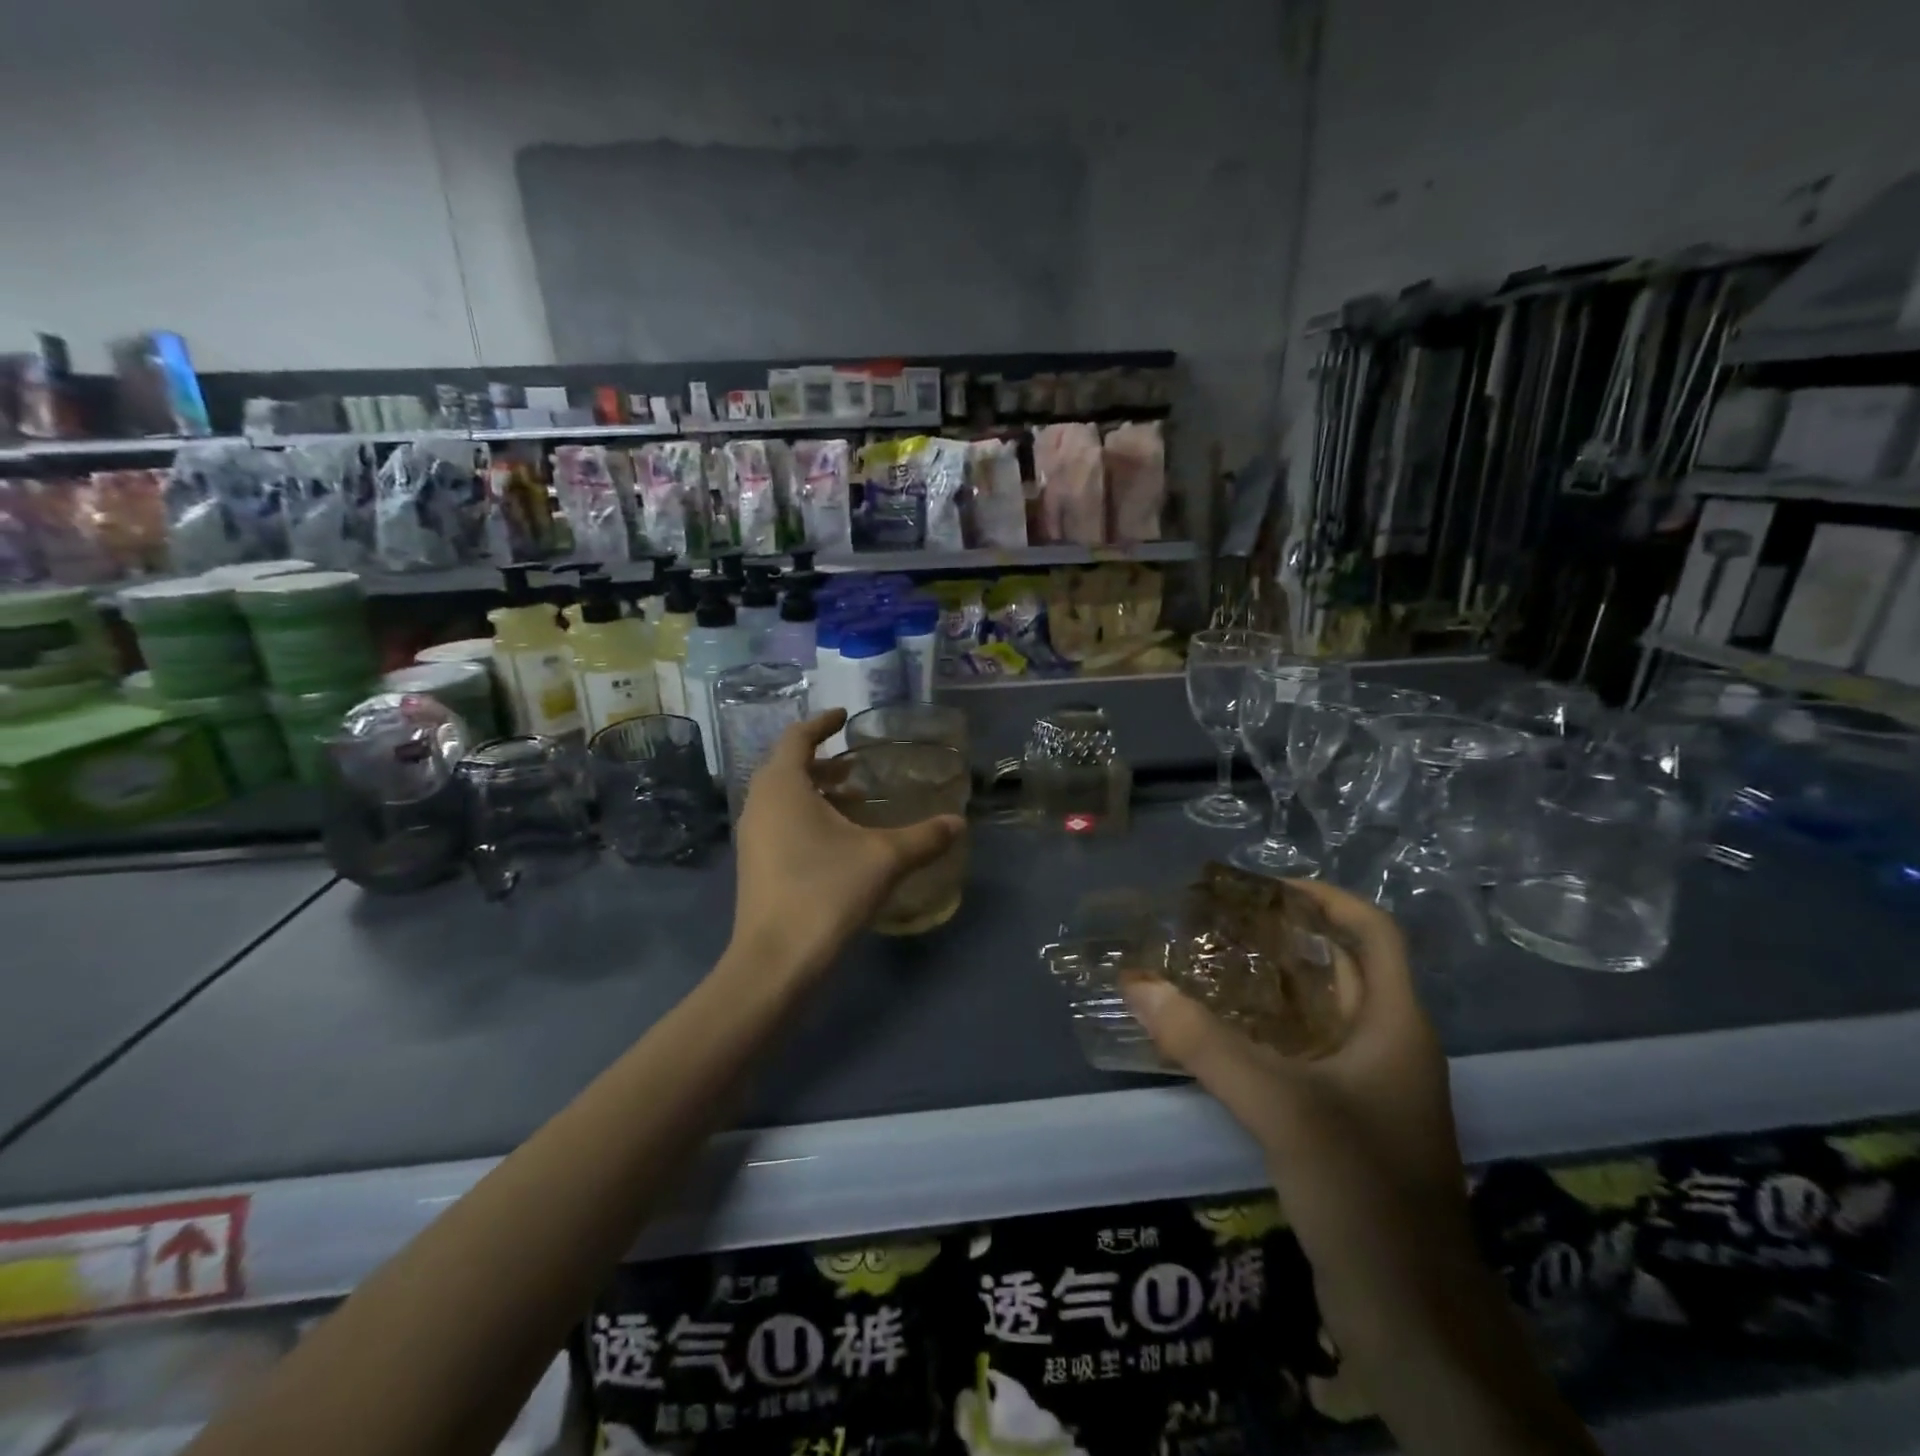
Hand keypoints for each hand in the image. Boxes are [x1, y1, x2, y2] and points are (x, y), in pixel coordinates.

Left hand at [730, 711, 963, 980]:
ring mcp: (753, 837)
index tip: (844, 716)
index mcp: (782, 787)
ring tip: (855, 797)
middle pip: (787, 766)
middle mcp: (759, 804)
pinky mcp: (755, 865)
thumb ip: (924, 837)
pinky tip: (839, 839)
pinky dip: (807, 815)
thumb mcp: (884, 859)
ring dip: (816, 790)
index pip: (797, 737)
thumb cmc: (826, 893)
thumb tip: (958, 823)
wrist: (775, 962)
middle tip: (857, 763)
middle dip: (822, 760)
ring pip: (783, 797)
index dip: (822, 723)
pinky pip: (780, 822)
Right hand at [1121, 880, 1476, 1376]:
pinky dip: (1265, 1036)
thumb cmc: (1362, 1191)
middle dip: (1286, 940)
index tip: (1265, 889)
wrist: (1412, 1320)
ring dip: (1270, 989)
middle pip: (1342, 970)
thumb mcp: (1280, 1107)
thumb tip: (1138, 984)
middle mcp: (1389, 1048)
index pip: (1375, 933)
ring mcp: (1371, 1091)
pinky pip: (1304, 1058)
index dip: (1326, 899)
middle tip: (1220, 925)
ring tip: (1208, 969)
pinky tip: (1217, 1038)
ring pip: (1319, 1016)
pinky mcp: (1348, 1127)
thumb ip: (1205, 1044)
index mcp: (1397, 1026)